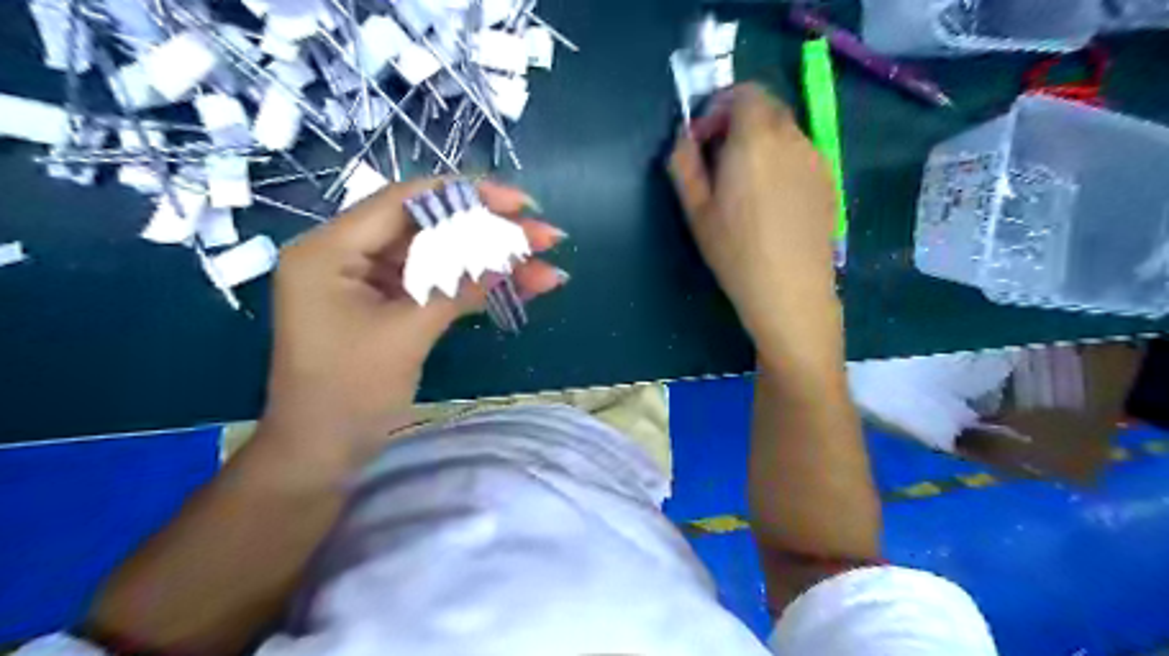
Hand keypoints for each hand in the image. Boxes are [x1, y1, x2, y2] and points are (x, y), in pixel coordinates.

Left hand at [260, 178, 565, 468]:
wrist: (324, 455)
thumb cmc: (349, 393)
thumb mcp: (406, 333)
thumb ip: (458, 286)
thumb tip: (514, 253)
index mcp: (330, 250)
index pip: (405, 203)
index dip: (466, 197)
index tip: (518, 203)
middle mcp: (350, 255)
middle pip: (431, 230)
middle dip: (491, 234)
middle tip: (544, 236)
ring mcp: (373, 283)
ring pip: (442, 259)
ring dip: (494, 264)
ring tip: (547, 267)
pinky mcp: (392, 307)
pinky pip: (440, 286)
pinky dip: (478, 287)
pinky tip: (522, 286)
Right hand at [672, 85, 844, 360]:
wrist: (791, 292)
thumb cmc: (736, 253)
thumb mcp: (696, 212)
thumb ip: (683, 164)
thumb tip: (684, 137)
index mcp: (755, 140)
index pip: (744, 92)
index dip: (719, 108)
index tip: (703, 141)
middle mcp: (792, 138)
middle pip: (766, 108)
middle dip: (738, 124)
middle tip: (719, 163)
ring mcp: (816, 159)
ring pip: (784, 132)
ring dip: (760, 143)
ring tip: (745, 188)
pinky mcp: (828, 181)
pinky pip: (800, 155)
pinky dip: (781, 161)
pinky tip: (772, 203)